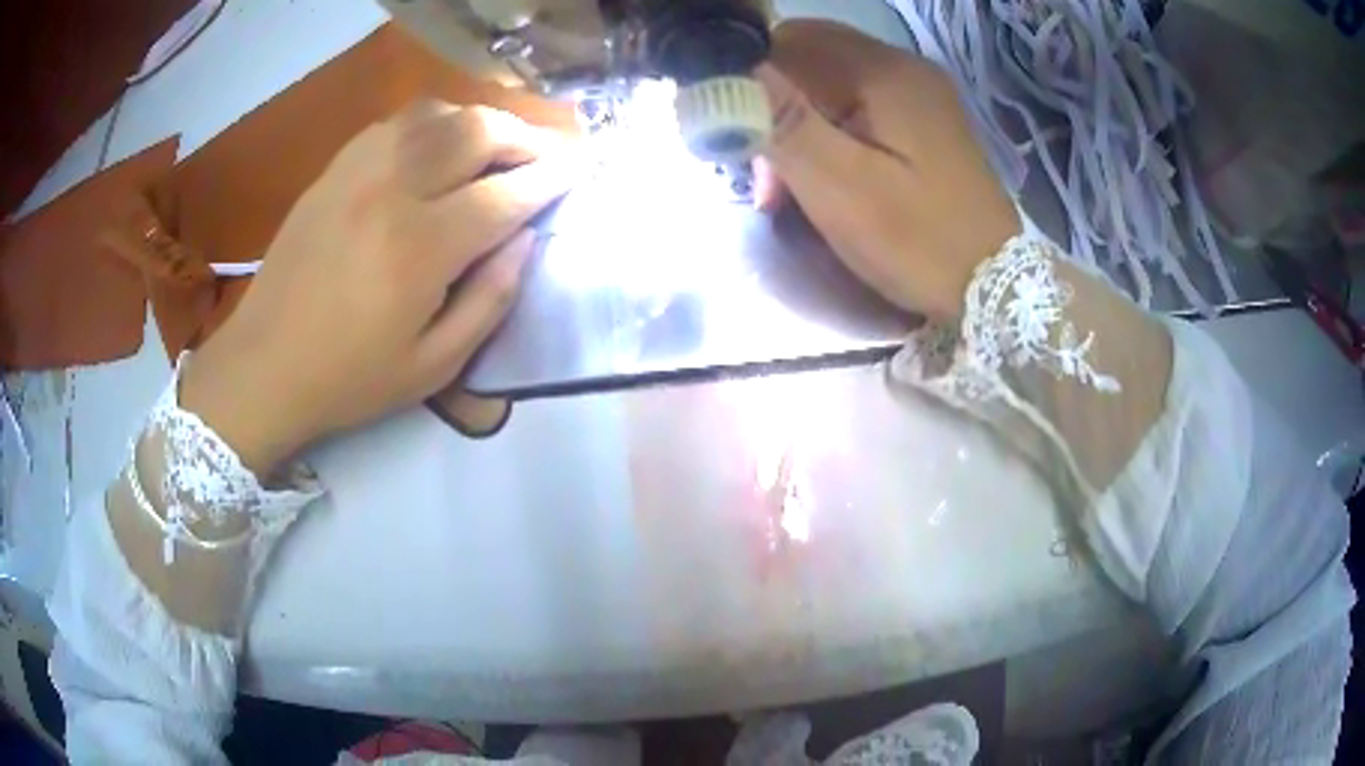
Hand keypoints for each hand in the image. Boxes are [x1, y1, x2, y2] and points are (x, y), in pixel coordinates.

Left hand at [179, 102, 579, 474]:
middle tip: (543, 157)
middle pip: (477, 132)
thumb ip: (491, 300)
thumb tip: (526, 240)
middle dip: (525, 138)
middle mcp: (392, 192)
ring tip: (497, 147)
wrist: (263, 366)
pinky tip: (439, 145)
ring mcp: (357, 172)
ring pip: (438, 114)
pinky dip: (433, 123)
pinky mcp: (334, 169)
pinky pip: (396, 123)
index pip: (506, 195)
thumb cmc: (349, 378)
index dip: (551, 180)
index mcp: (420, 250)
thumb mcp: (434, 367)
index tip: (579, 171)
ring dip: (481, 122)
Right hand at [754, 21, 1020, 320]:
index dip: (750, 77)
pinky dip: (829, 133)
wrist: (996, 287)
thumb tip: (727, 68)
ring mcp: (920, 96)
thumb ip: (783, 121)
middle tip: (762, 172)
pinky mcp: (925, 124)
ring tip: (786, 187)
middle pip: (812, 58)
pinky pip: (859, 107)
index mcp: (885, 72)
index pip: (791, 39)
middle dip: (773, 105)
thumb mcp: (840, 184)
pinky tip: (823, 175)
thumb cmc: (917, 239)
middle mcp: (904, 68)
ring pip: (832, 84)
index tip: (737, 134)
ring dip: (798, 124)